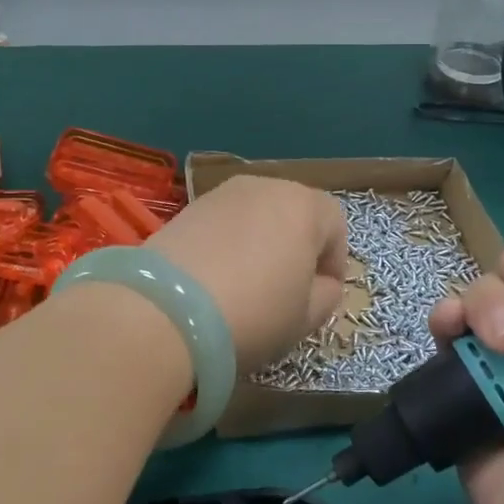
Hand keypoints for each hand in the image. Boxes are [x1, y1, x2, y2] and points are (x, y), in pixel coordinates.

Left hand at [147, 176, 348, 373]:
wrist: (168, 309)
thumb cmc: (255, 312)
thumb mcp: (305, 318)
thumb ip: (326, 295)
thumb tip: (322, 284)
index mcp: (304, 206)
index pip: (335, 225)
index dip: (334, 261)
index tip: (322, 293)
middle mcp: (266, 186)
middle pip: (293, 212)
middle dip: (296, 246)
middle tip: (286, 288)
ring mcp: (222, 193)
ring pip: (256, 215)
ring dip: (260, 242)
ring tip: (248, 283)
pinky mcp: (188, 207)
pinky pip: (223, 223)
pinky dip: (227, 243)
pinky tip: (216, 277)